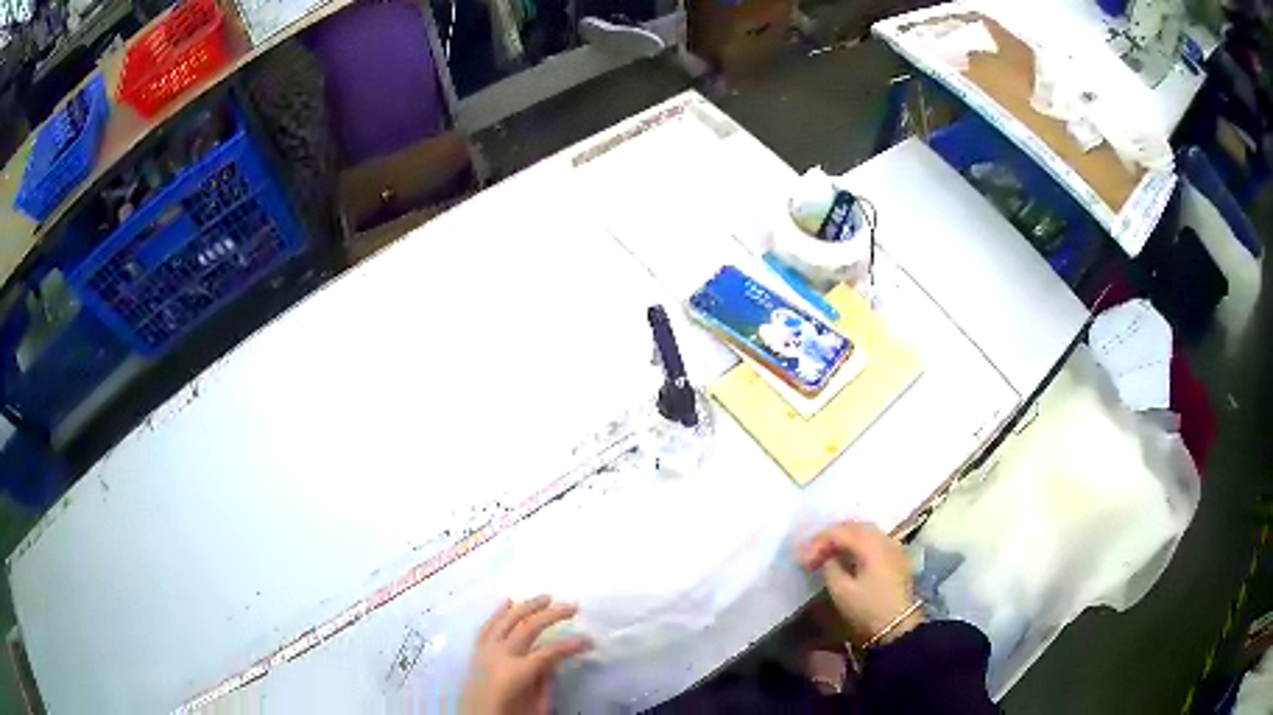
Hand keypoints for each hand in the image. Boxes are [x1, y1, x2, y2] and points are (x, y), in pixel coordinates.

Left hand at [460, 596, 591, 714]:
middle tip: (573, 606)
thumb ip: (546, 682)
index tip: (590, 640)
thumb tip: (554, 660)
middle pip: (528, 627)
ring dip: (526, 606)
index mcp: (517, 673)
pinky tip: (507, 601)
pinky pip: (486, 627)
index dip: (571, 645)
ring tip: (545, 596)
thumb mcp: (537, 707)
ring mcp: (484, 652)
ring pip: (505, 620)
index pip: (550, 652)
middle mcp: (499, 656)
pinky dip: (497, 612)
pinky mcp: (475, 653)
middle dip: (552, 615)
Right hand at [797, 521, 922, 647]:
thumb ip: (830, 568)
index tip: (802, 558)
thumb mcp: (841, 591)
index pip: (839, 532)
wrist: (899, 625)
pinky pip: (874, 540)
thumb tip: (828, 558)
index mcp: (870, 544)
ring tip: (828, 552)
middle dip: (831, 536)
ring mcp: (893, 546)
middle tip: (813, 551)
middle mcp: (884, 539)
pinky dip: (858, 543)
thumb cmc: (868, 608)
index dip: (818, 542)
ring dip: (845, 538)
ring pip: (865, 531)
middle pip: (853, 526)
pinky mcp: (896, 556)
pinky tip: (848, 556)